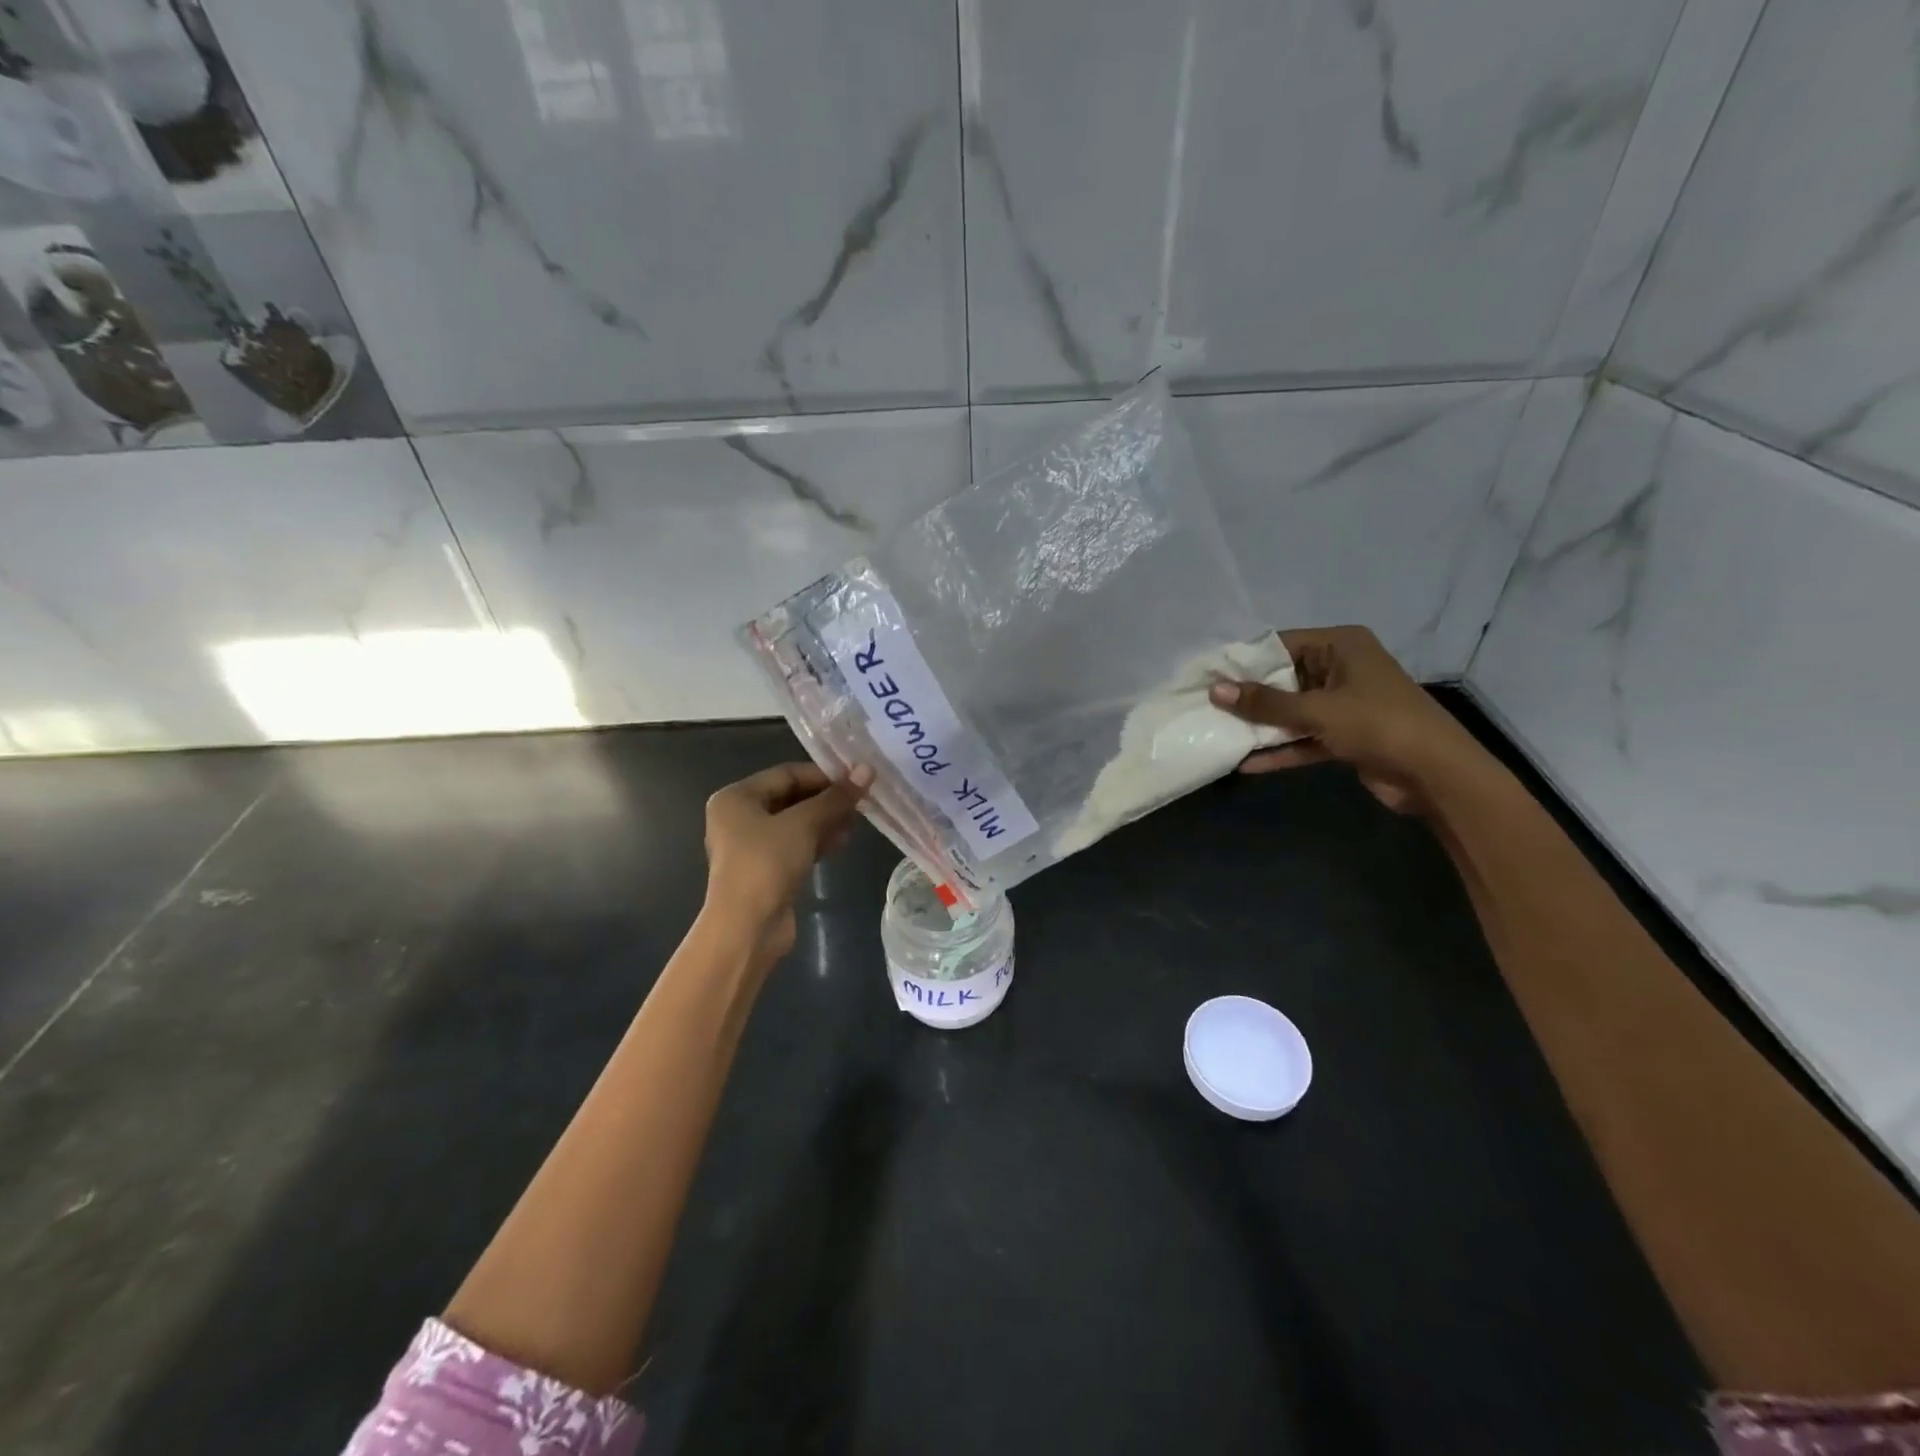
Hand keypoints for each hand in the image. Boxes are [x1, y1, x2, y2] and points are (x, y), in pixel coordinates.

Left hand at [702, 762, 872, 964]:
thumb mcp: (803, 824)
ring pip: (795, 823)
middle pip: (791, 797)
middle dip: (826, 799)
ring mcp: (750, 846)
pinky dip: (816, 841)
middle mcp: (738, 817)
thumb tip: (867, 770)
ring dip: (825, 820)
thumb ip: (835, 797)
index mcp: (736, 797)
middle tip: (861, 800)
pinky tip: (842, 842)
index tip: (858, 779)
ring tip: (856, 821)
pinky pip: (795, 845)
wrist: (747, 928)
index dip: (824, 774)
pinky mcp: (765, 870)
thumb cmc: (767, 863)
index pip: (787, 773)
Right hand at [1209, 625, 1482, 812]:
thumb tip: (1215, 690)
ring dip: (1261, 726)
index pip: (1280, 644)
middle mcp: (1341, 669)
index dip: (1244, 661)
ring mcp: (1343, 704)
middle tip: (1205, 706)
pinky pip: (1303, 738)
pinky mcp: (1344, 736)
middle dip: (1248, 696)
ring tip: (1218, 733)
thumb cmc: (1378, 724)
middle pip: (1283, 678)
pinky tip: (1246, 764)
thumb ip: (1265, 703)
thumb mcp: (1317, 710)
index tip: (1207, 676)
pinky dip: (1280, 750)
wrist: (1436, 774)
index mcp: (1341, 646)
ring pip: (1291, 711)